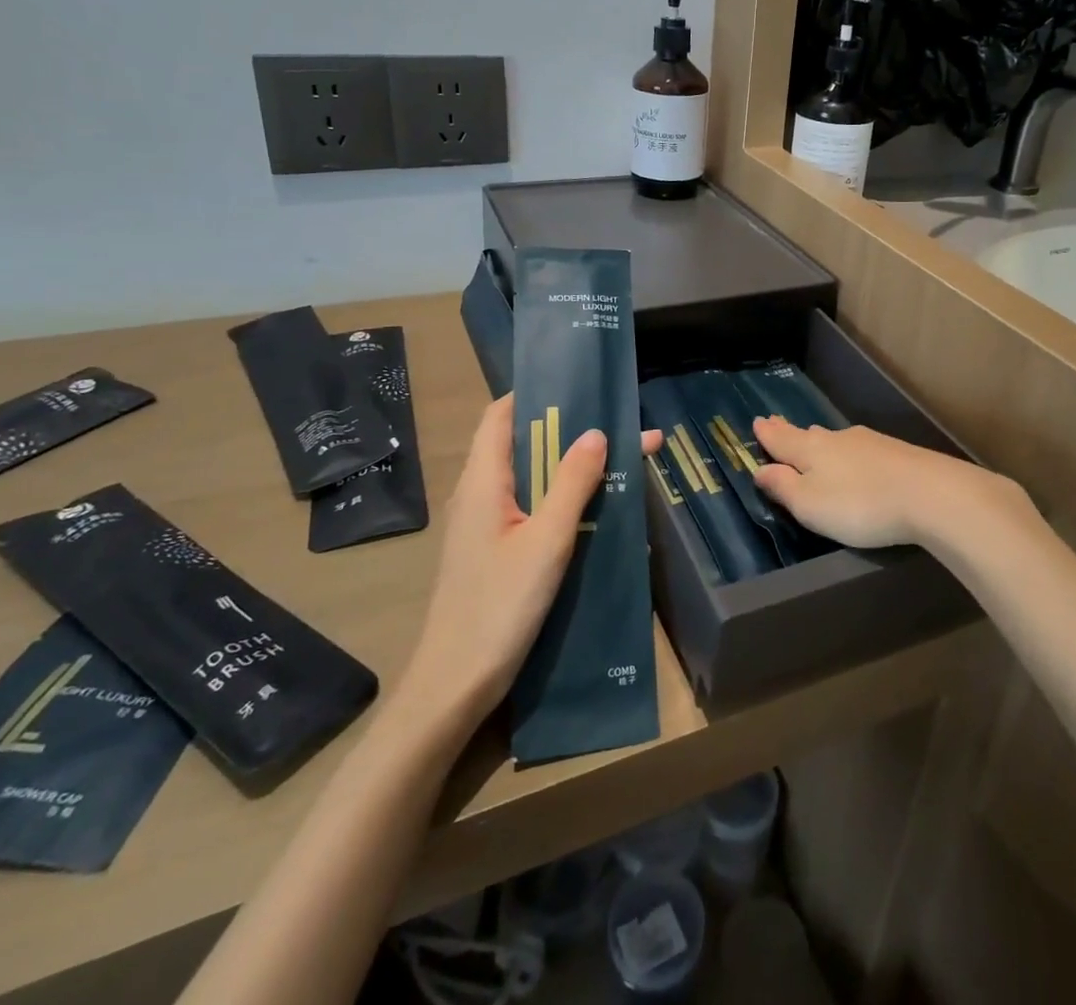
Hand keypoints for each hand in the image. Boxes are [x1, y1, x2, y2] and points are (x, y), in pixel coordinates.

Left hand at [394, 396, 659, 732]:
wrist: (453, 688)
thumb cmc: (498, 607)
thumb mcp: (546, 542)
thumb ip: (571, 484)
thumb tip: (596, 432)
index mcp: (483, 481)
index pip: (502, 414)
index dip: (537, 394)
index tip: (581, 386)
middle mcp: (479, 494)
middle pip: (524, 445)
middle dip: (571, 431)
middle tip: (622, 424)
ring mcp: (485, 525)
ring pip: (531, 479)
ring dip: (572, 466)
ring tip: (622, 459)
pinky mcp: (495, 552)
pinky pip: (531, 508)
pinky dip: (563, 498)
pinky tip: (597, 508)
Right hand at [752, 416, 1028, 551]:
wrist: (930, 494)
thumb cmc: (859, 505)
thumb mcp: (810, 505)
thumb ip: (783, 487)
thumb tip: (760, 469)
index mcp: (810, 450)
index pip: (781, 439)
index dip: (767, 434)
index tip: (757, 421)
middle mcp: (837, 439)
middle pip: (807, 435)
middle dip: (790, 433)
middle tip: (776, 424)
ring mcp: (869, 443)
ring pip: (835, 440)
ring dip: (819, 441)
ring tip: (811, 440)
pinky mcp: (896, 453)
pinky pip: (860, 449)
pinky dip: (848, 453)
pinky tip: (854, 458)